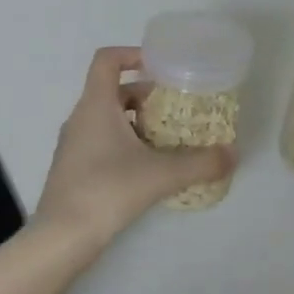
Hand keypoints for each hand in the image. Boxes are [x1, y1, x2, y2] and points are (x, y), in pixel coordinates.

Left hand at [33, 47, 235, 251]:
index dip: (132, 54)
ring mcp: (73, 143)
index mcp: (96, 104)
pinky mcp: (73, 168)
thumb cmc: (107, 190)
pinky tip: (147, 167)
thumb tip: (233, 154)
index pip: (107, 60)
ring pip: (107, 117)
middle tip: (175, 107)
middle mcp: (81, 117)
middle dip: (145, 94)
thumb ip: (200, 162)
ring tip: (167, 138)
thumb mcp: (161, 174)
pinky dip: (124, 142)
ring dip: (136, 120)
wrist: (60, 238)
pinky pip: (101, 140)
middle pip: (113, 90)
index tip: (160, 67)